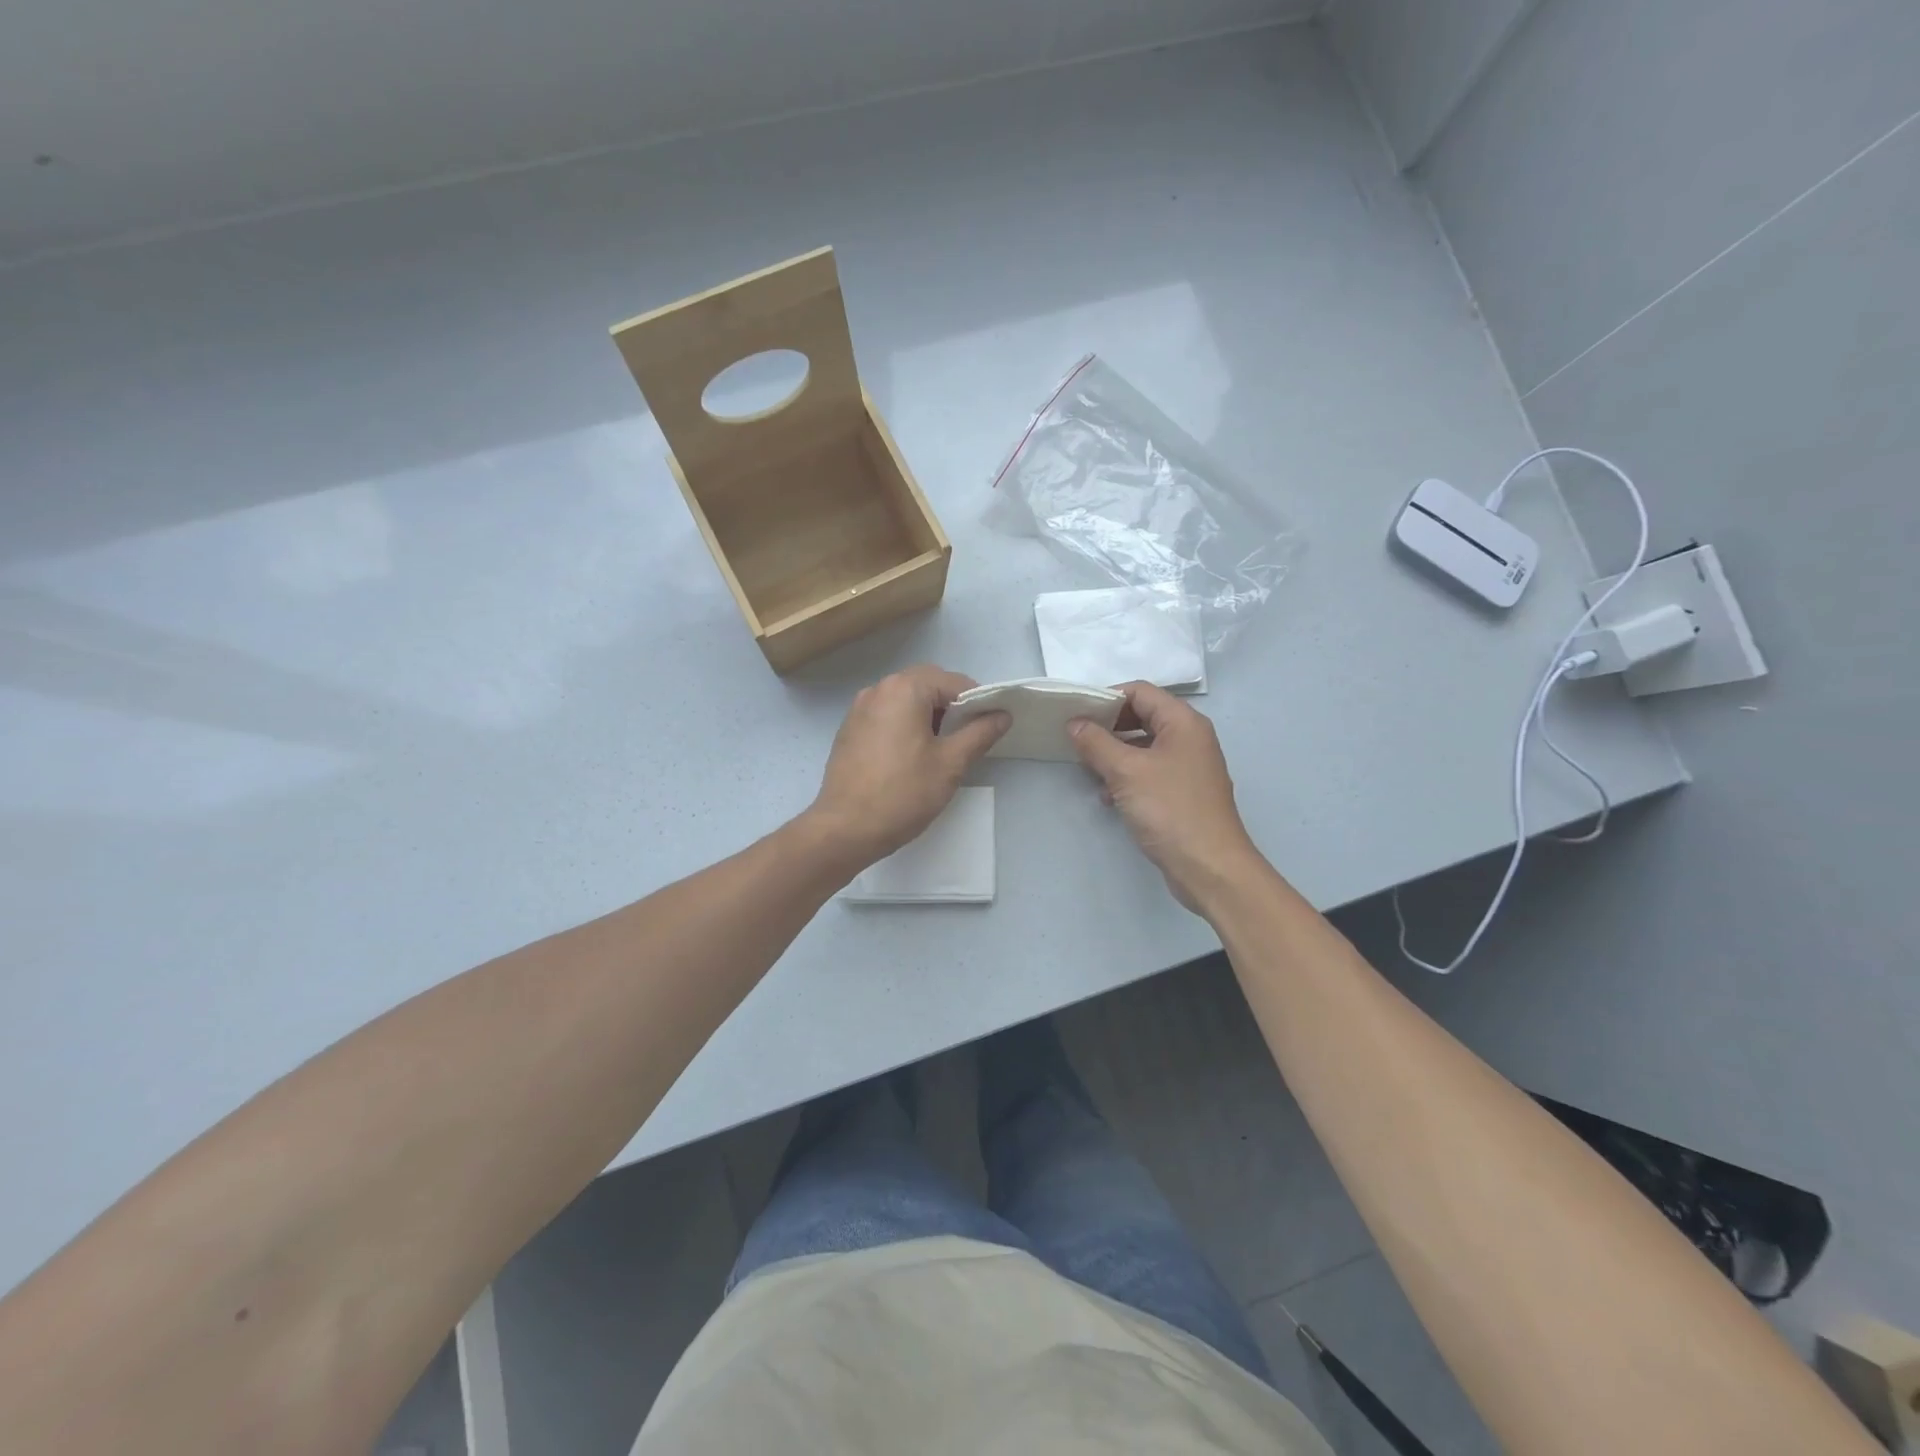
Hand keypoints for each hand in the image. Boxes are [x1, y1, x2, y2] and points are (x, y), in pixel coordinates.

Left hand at [805, 665, 1009, 870]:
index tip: (988, 728)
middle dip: (951, 706)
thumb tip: (1002, 714)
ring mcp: (859, 709)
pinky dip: (904, 725)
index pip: (953, 681)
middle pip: (927, 684)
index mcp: (904, 689)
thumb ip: (980, 733)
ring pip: (905, 700)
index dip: (977, 701)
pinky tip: (910, 757)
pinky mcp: (849, 730)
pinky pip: (886, 715)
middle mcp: (878, 689)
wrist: (845, 828)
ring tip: (940, 750)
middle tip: (966, 738)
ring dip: (927, 715)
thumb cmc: (903, 793)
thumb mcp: (951, 764)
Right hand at [1069, 682, 1263, 912]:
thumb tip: (1075, 723)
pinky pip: (1150, 772)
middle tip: (1078, 740)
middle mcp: (1190, 738)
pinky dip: (1127, 777)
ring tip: (1088, 770)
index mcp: (1183, 722)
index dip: (1107, 697)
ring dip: (1115, 754)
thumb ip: (1096, 743)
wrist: (1210, 868)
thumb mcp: (1126, 772)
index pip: (1140, 692)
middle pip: (1143, 717)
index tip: (1076, 714)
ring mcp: (1189, 767)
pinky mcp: (1183, 793)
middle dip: (1108, 727)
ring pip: (1144, 747)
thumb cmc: (1170, 810)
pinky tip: (1108, 796)